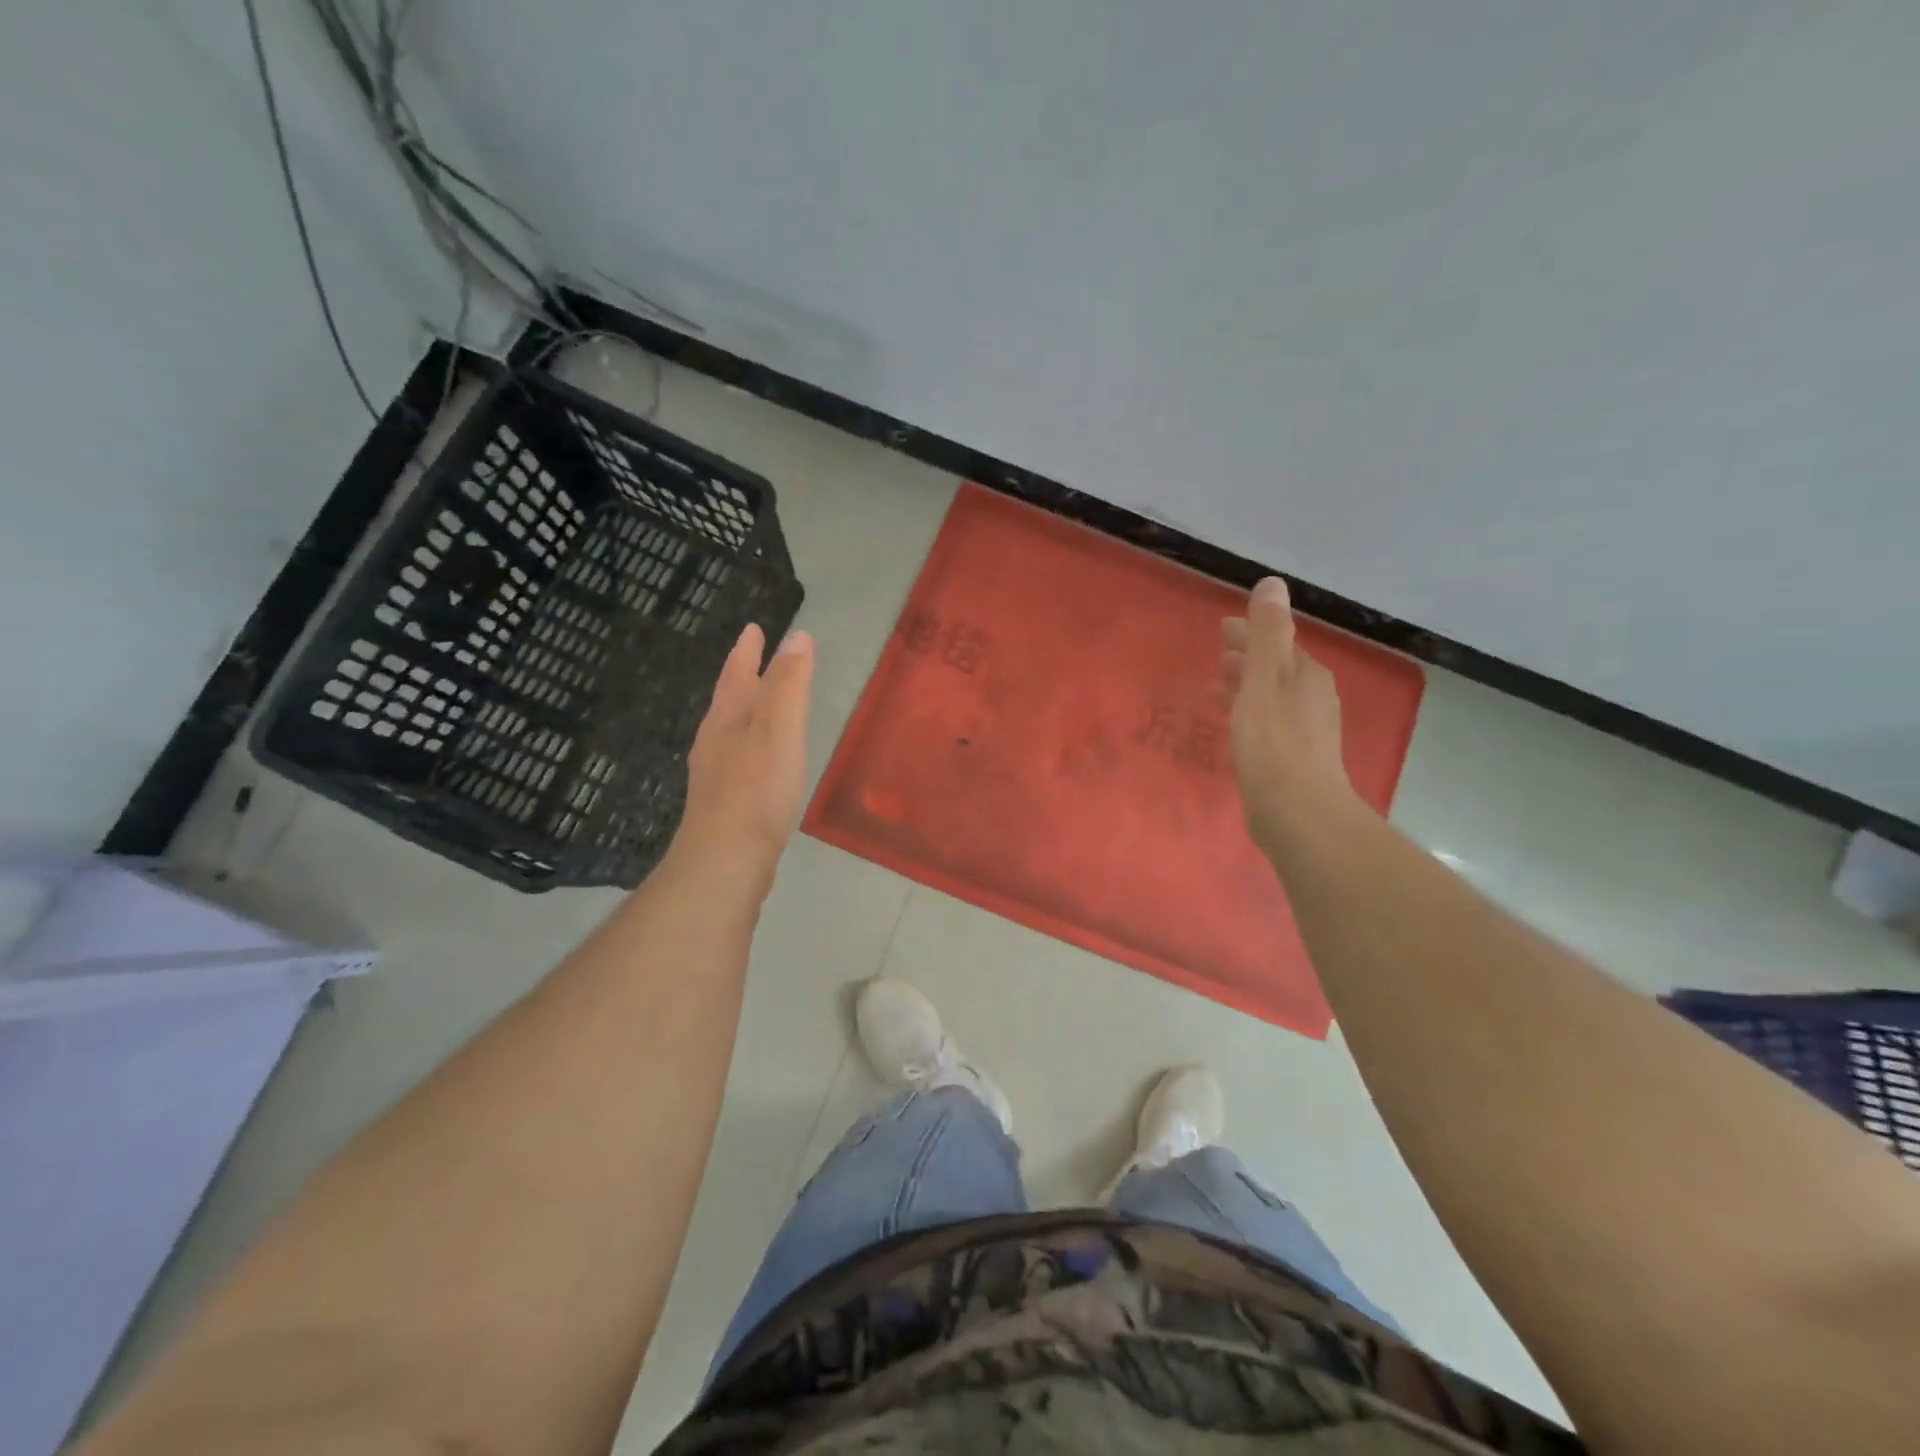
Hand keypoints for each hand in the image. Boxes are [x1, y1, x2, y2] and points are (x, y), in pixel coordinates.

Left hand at [674, 623, 813, 879]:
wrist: (726, 859)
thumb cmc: (756, 789)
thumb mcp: (779, 728)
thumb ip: (789, 684)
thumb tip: (797, 638)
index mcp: (727, 718)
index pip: (737, 673)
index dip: (747, 650)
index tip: (753, 628)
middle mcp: (716, 740)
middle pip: (730, 699)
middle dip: (743, 677)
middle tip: (755, 657)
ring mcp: (717, 773)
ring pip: (732, 730)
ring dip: (747, 710)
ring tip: (760, 704)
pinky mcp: (726, 802)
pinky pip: (741, 758)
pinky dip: (753, 744)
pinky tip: (761, 760)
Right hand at [1222, 577, 1357, 850]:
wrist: (1298, 812)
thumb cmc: (1274, 742)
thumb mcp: (1264, 680)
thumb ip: (1266, 633)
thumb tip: (1273, 583)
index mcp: (1306, 675)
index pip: (1276, 642)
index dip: (1248, 633)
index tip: (1220, 629)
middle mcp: (1313, 698)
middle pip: (1277, 669)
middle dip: (1246, 659)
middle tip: (1215, 656)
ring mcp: (1308, 731)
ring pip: (1272, 697)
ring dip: (1245, 688)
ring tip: (1214, 690)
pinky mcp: (1295, 760)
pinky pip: (1268, 723)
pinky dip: (1248, 714)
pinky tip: (1233, 729)